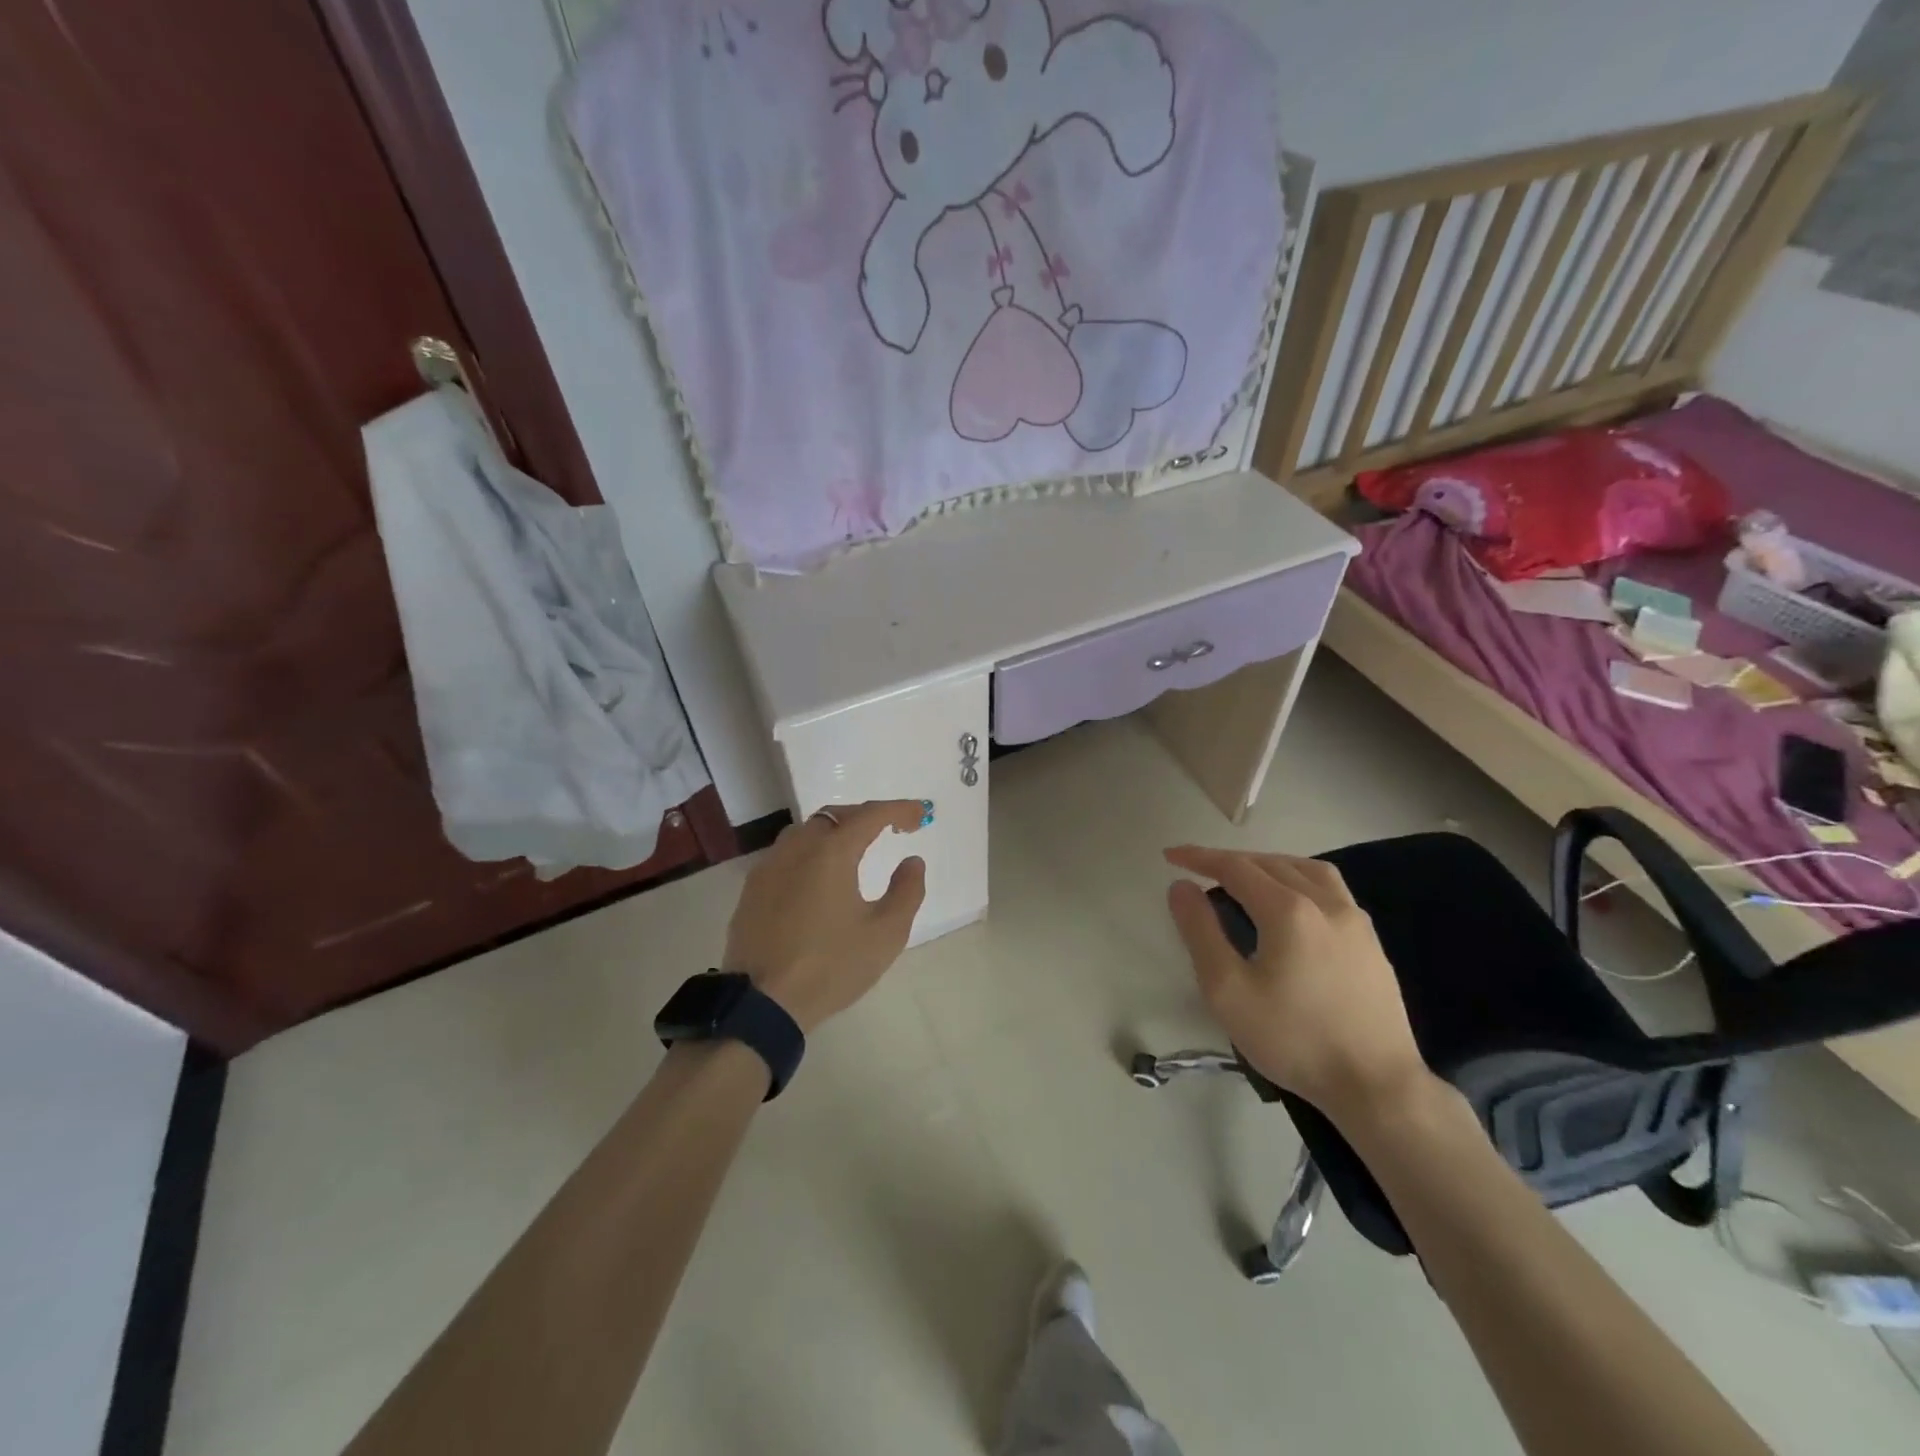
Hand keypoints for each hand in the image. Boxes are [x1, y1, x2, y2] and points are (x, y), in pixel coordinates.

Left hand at [723, 800, 928, 1033]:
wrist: (762, 1004)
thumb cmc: (831, 966)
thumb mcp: (885, 934)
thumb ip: (906, 891)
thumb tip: (912, 861)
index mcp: (830, 853)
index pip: (870, 815)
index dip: (899, 810)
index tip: (921, 815)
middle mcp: (796, 849)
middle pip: (834, 816)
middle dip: (865, 816)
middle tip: (890, 829)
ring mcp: (768, 869)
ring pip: (805, 832)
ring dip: (834, 832)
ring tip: (855, 850)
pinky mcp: (751, 891)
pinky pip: (785, 856)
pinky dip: (810, 853)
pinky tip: (818, 879)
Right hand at [1164, 846, 1431, 1125]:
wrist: (1376, 1086)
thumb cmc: (1293, 1039)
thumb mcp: (1228, 990)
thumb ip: (1200, 932)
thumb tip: (1182, 887)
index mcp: (1288, 910)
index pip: (1235, 867)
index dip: (1199, 858)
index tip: (1171, 856)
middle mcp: (1325, 902)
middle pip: (1270, 863)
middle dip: (1230, 861)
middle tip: (1199, 871)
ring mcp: (1355, 921)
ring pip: (1306, 870)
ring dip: (1269, 865)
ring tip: (1246, 879)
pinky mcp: (1371, 942)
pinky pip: (1331, 890)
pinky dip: (1299, 881)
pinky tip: (1292, 905)